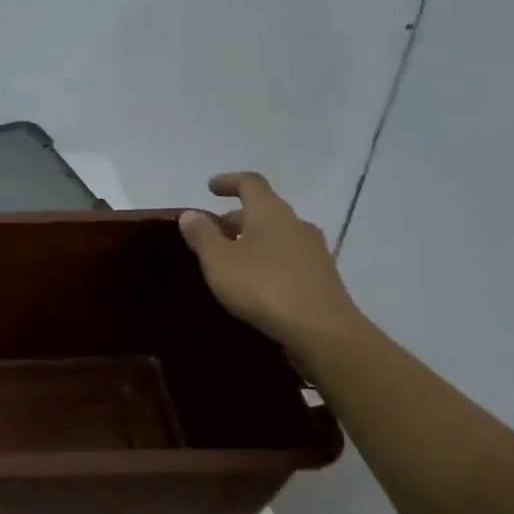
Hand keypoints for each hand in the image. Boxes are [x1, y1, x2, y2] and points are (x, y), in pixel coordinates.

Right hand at [178, 173, 361, 351]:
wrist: (322, 331)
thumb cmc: (264, 287)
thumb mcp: (219, 261)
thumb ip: (202, 235)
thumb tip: (191, 214)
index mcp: (271, 213)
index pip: (250, 183)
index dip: (229, 182)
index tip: (210, 188)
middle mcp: (296, 224)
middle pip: (263, 211)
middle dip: (235, 219)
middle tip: (212, 234)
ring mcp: (314, 251)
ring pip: (277, 236)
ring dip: (252, 241)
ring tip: (230, 262)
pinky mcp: (321, 278)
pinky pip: (288, 259)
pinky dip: (268, 261)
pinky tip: (256, 284)